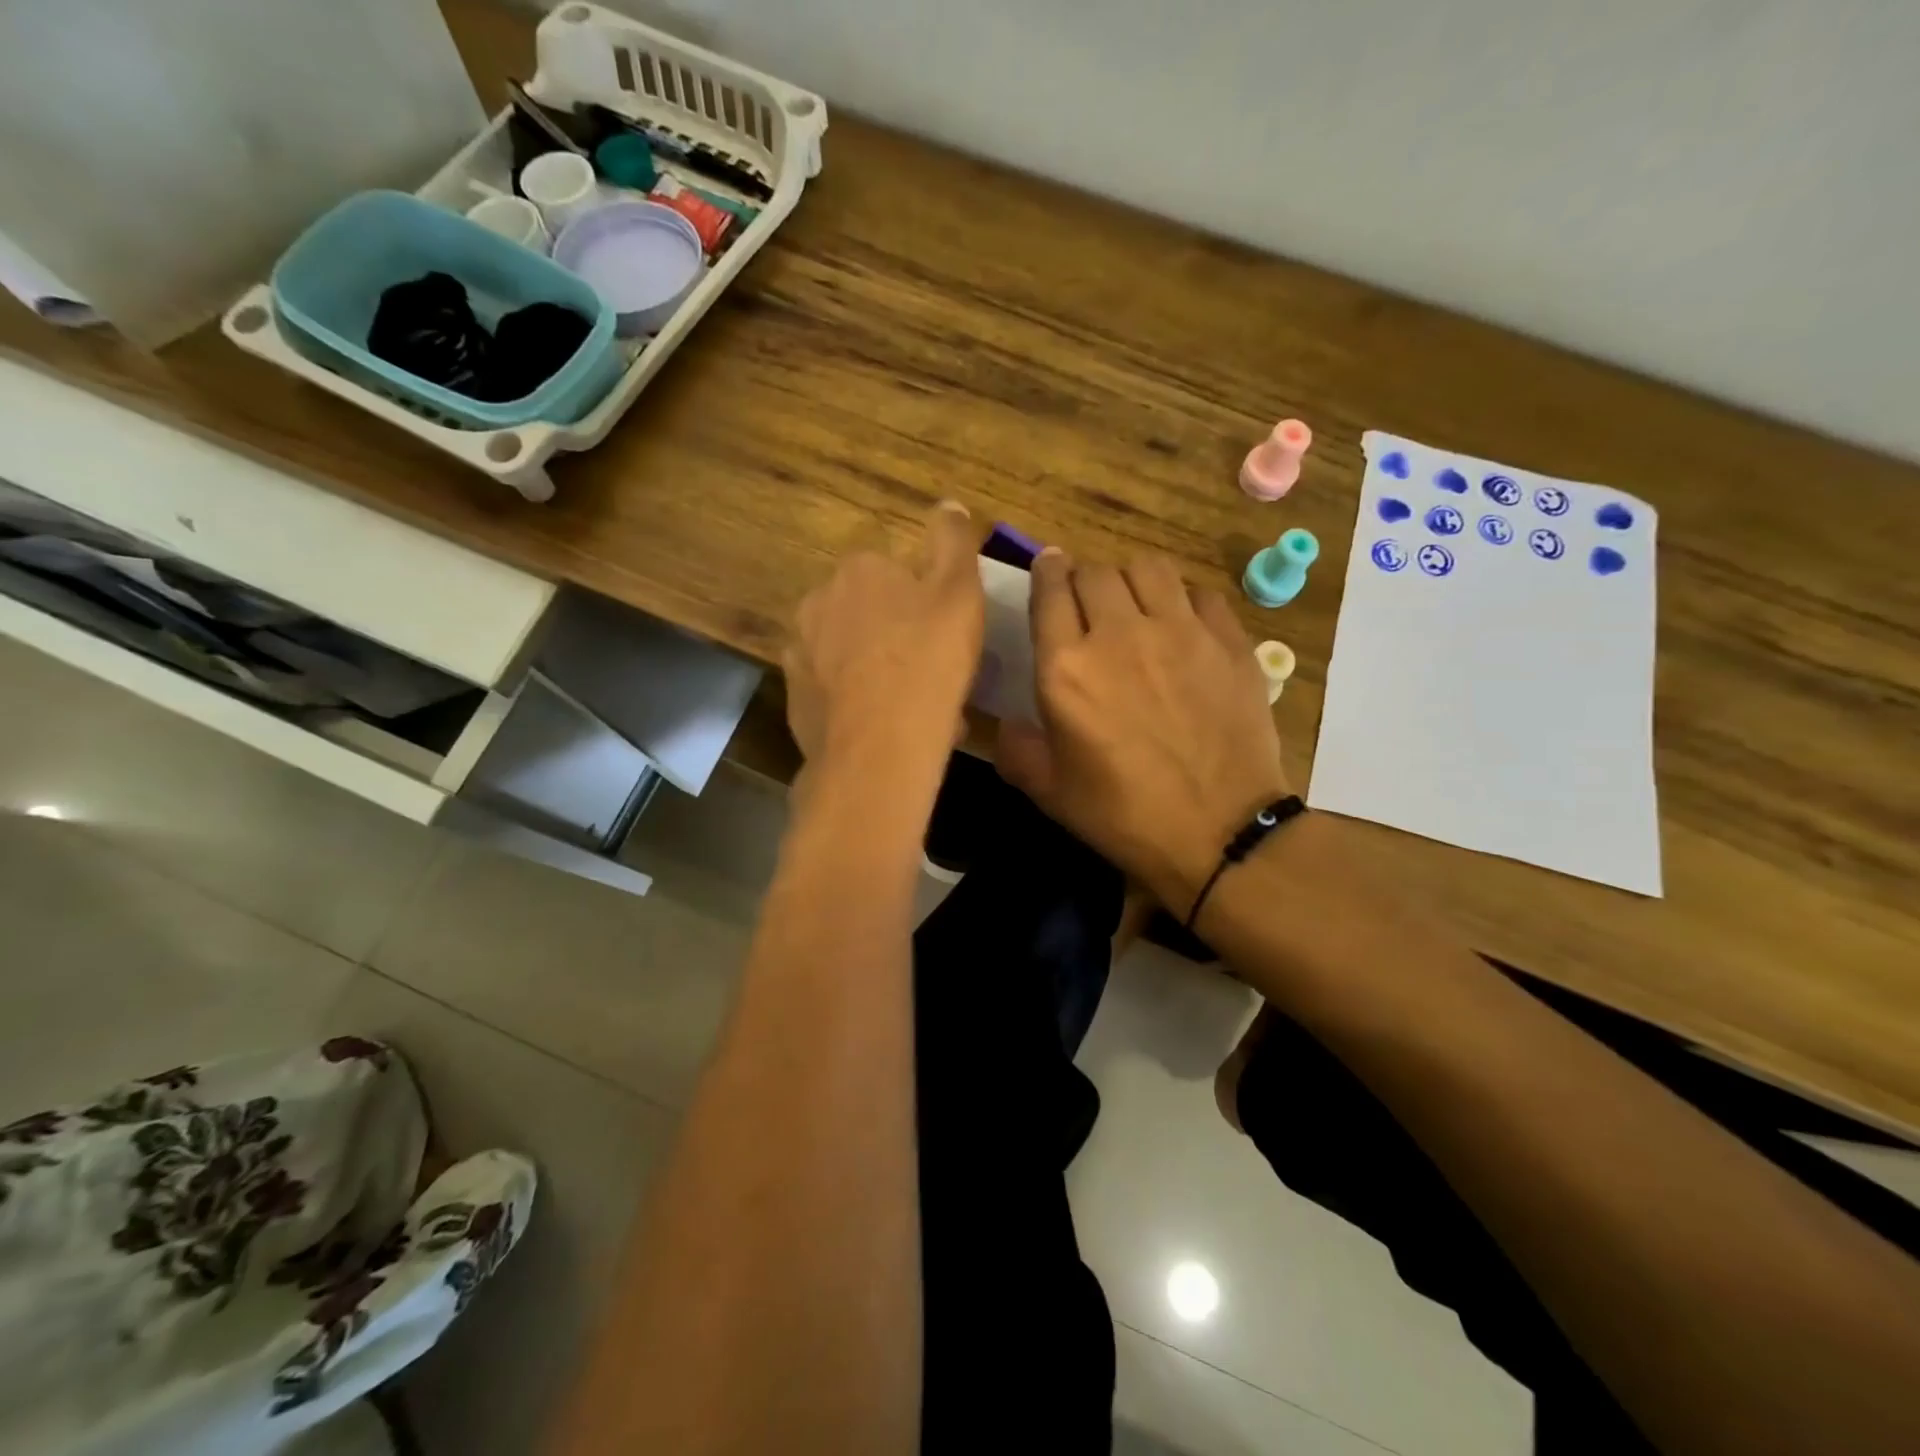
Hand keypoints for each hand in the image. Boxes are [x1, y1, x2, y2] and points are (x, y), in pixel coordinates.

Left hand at [784, 501, 982, 778]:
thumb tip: (949, 505)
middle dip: (896, 635)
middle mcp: (819, 600)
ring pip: (849, 652)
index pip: (895, 573)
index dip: (924, 604)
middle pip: (868, 612)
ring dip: (876, 669)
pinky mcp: (794, 696)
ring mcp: (800, 650)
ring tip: (911, 707)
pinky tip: (882, 727)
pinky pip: (833, 690)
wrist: (878, 748)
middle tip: (932, 673)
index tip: (946, 636)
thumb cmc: (927, 663)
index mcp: (859, 570)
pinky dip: (854, 700)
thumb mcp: (960, 593)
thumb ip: (953, 541)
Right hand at [997, 551, 1288, 913]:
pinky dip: (1182, 600)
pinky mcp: (1227, 640)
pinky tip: (1182, 626)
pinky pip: (1199, 593)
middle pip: (1095, 571)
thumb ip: (1017, 749)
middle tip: (1087, 604)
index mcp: (1066, 669)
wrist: (1220, 832)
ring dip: (1131, 579)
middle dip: (1083, 579)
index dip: (1046, 573)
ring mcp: (1180, 632)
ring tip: (1134, 604)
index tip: (1048, 570)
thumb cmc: (1124, 815)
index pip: (1049, 590)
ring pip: (1148, 568)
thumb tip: (1006, 724)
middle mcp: (1119, 634)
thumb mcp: (1050, 791)